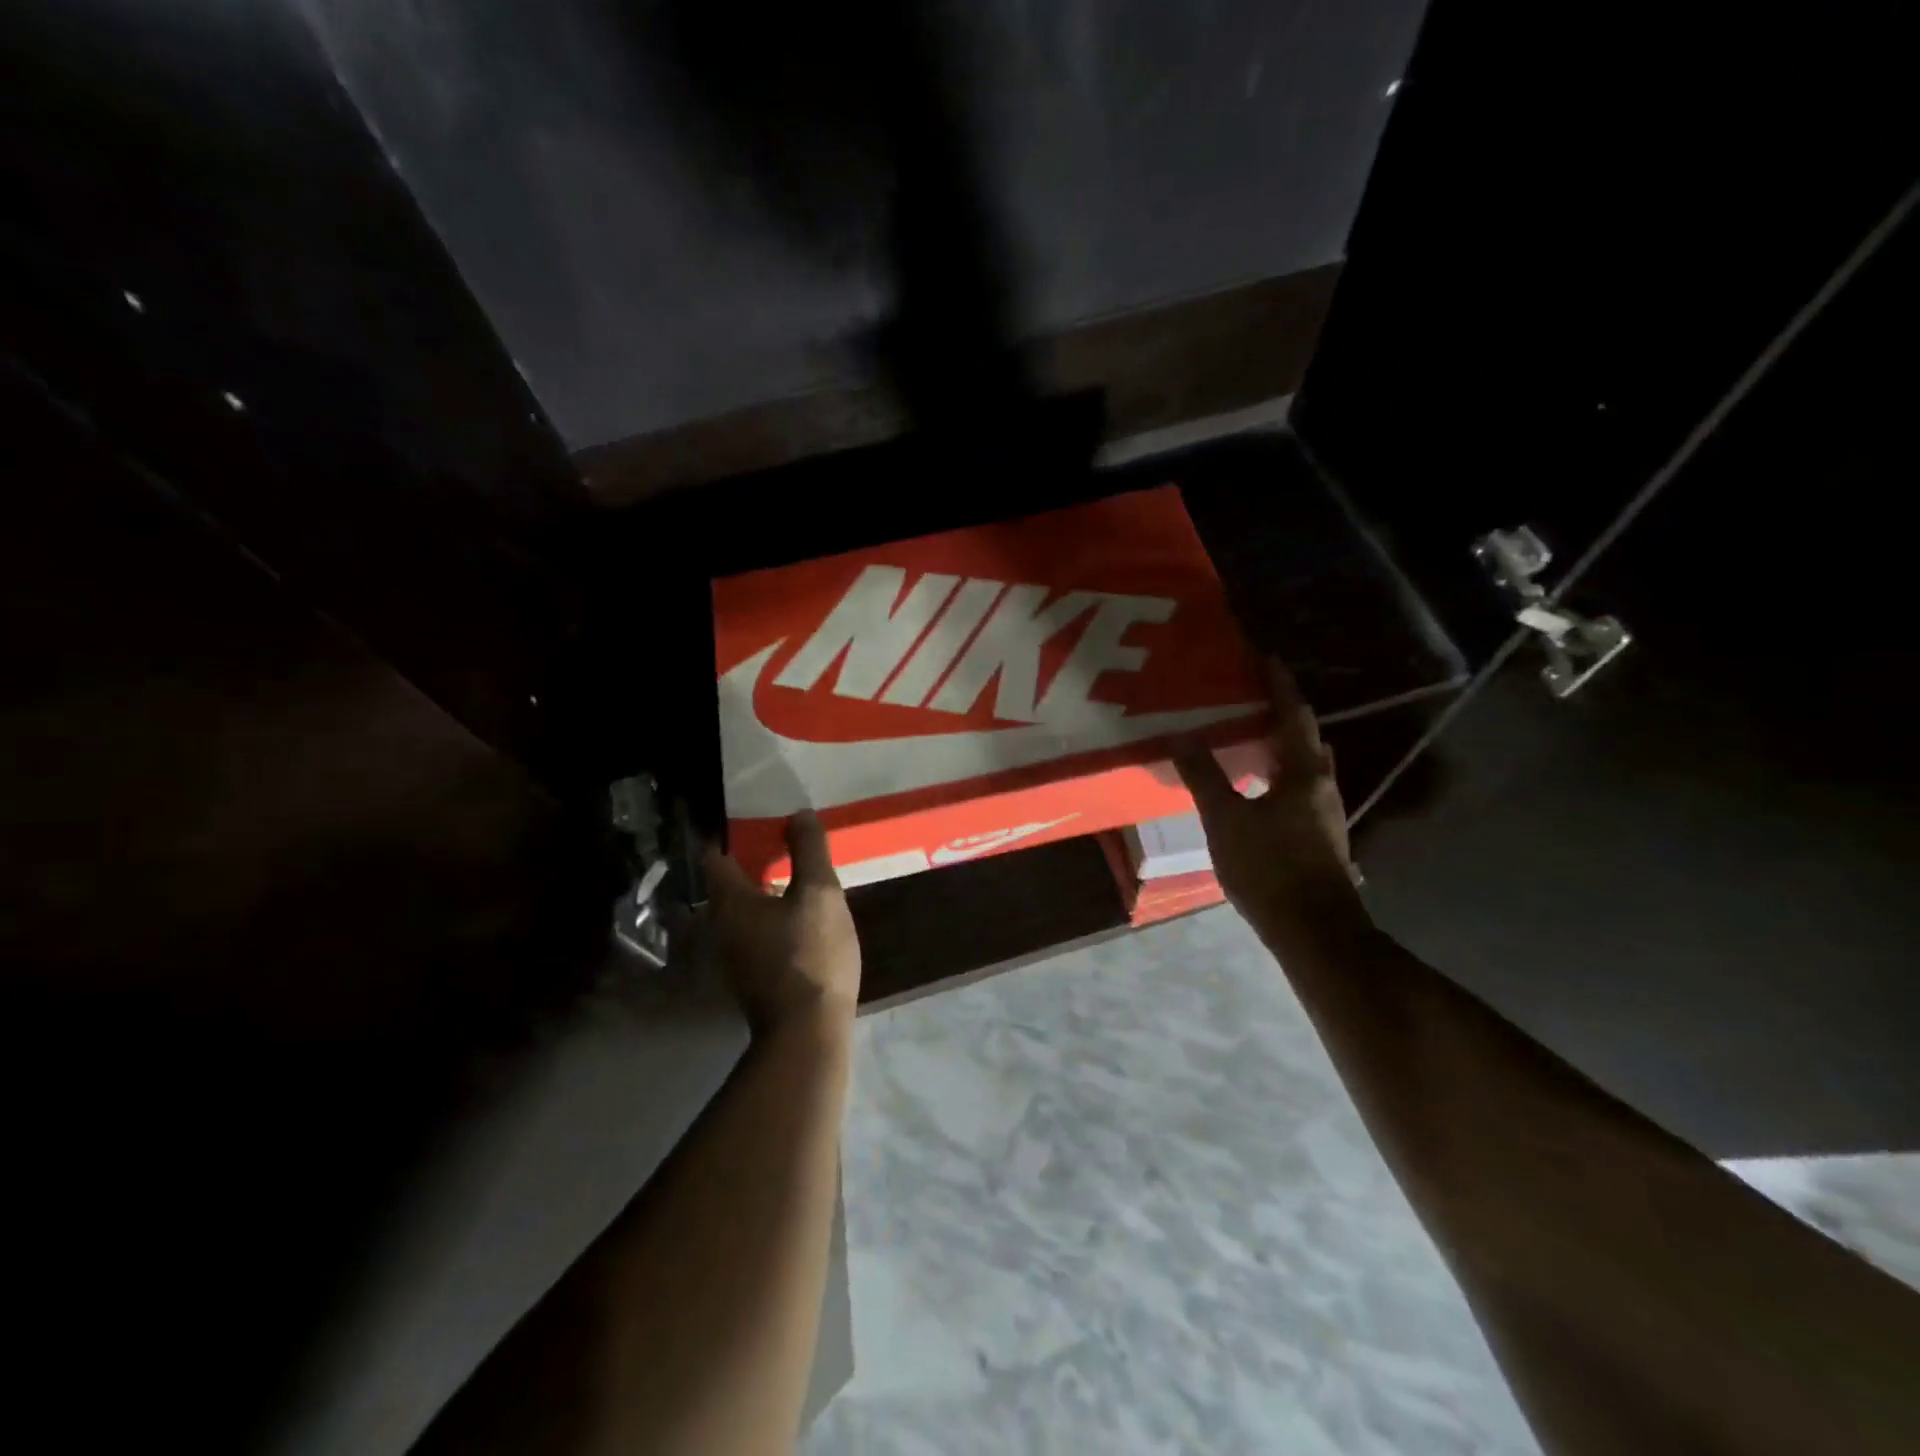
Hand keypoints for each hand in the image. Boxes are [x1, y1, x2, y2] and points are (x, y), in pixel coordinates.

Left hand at [703, 811, 861, 1037]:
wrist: (808, 1032)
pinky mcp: (754, 977)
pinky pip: (759, 933)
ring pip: (747, 909)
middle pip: (731, 882)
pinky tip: (805, 919)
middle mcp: (722, 926)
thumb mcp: (820, 893)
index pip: (715, 855)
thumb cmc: (811, 954)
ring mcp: (736, 956)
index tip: (761, 820)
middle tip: (790, 844)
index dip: (733, 833)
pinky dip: (776, 917)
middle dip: (756, 860)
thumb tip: (798, 815)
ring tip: (802, 878)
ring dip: (769, 890)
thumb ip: (809, 850)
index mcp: (730, 902)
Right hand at [1174, 659, 1367, 943]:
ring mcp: (1325, 814)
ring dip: (1281, 747)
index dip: (1279, 686)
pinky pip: (1299, 790)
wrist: (1314, 931)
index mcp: (1303, 772)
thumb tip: (1181, 735)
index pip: (1294, 715)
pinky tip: (1256, 790)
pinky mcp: (1320, 837)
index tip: (1265, 659)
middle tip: (1250, 699)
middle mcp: (1322, 785)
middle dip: (1282, 715)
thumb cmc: (1270, 868)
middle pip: (1305, 738)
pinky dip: (1279, 776)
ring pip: (1304, 766)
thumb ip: (1204, 777)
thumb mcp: (1226, 820)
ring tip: (1248, 738)